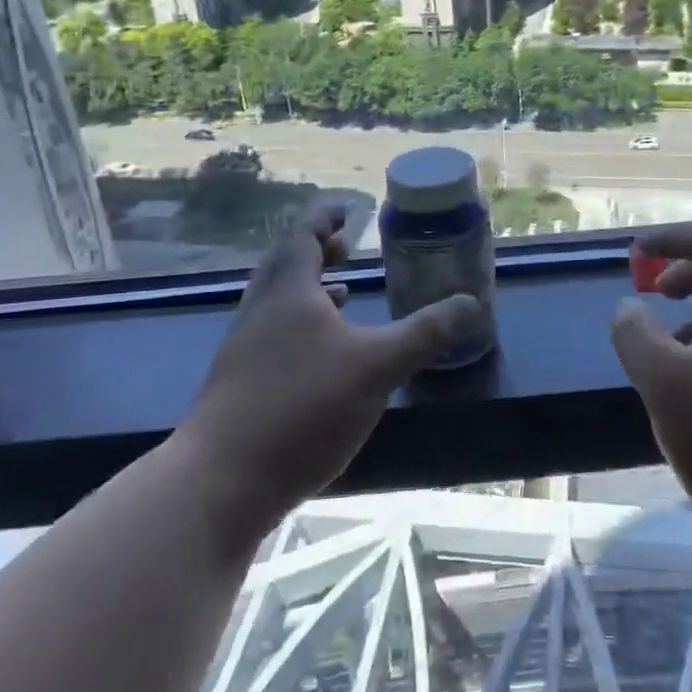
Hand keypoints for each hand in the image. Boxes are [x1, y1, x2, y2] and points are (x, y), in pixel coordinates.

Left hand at [182, 203, 480, 542]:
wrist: (220, 482)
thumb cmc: (303, 407)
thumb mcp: (378, 367)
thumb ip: (425, 333)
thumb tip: (471, 303)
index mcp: (288, 290)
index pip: (304, 235)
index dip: (326, 218)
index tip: (347, 209)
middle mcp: (260, 309)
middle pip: (286, 264)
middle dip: (318, 251)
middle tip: (346, 247)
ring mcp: (243, 347)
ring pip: (278, 301)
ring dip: (309, 289)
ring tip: (342, 294)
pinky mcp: (238, 382)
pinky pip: (272, 333)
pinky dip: (299, 325)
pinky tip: (320, 355)